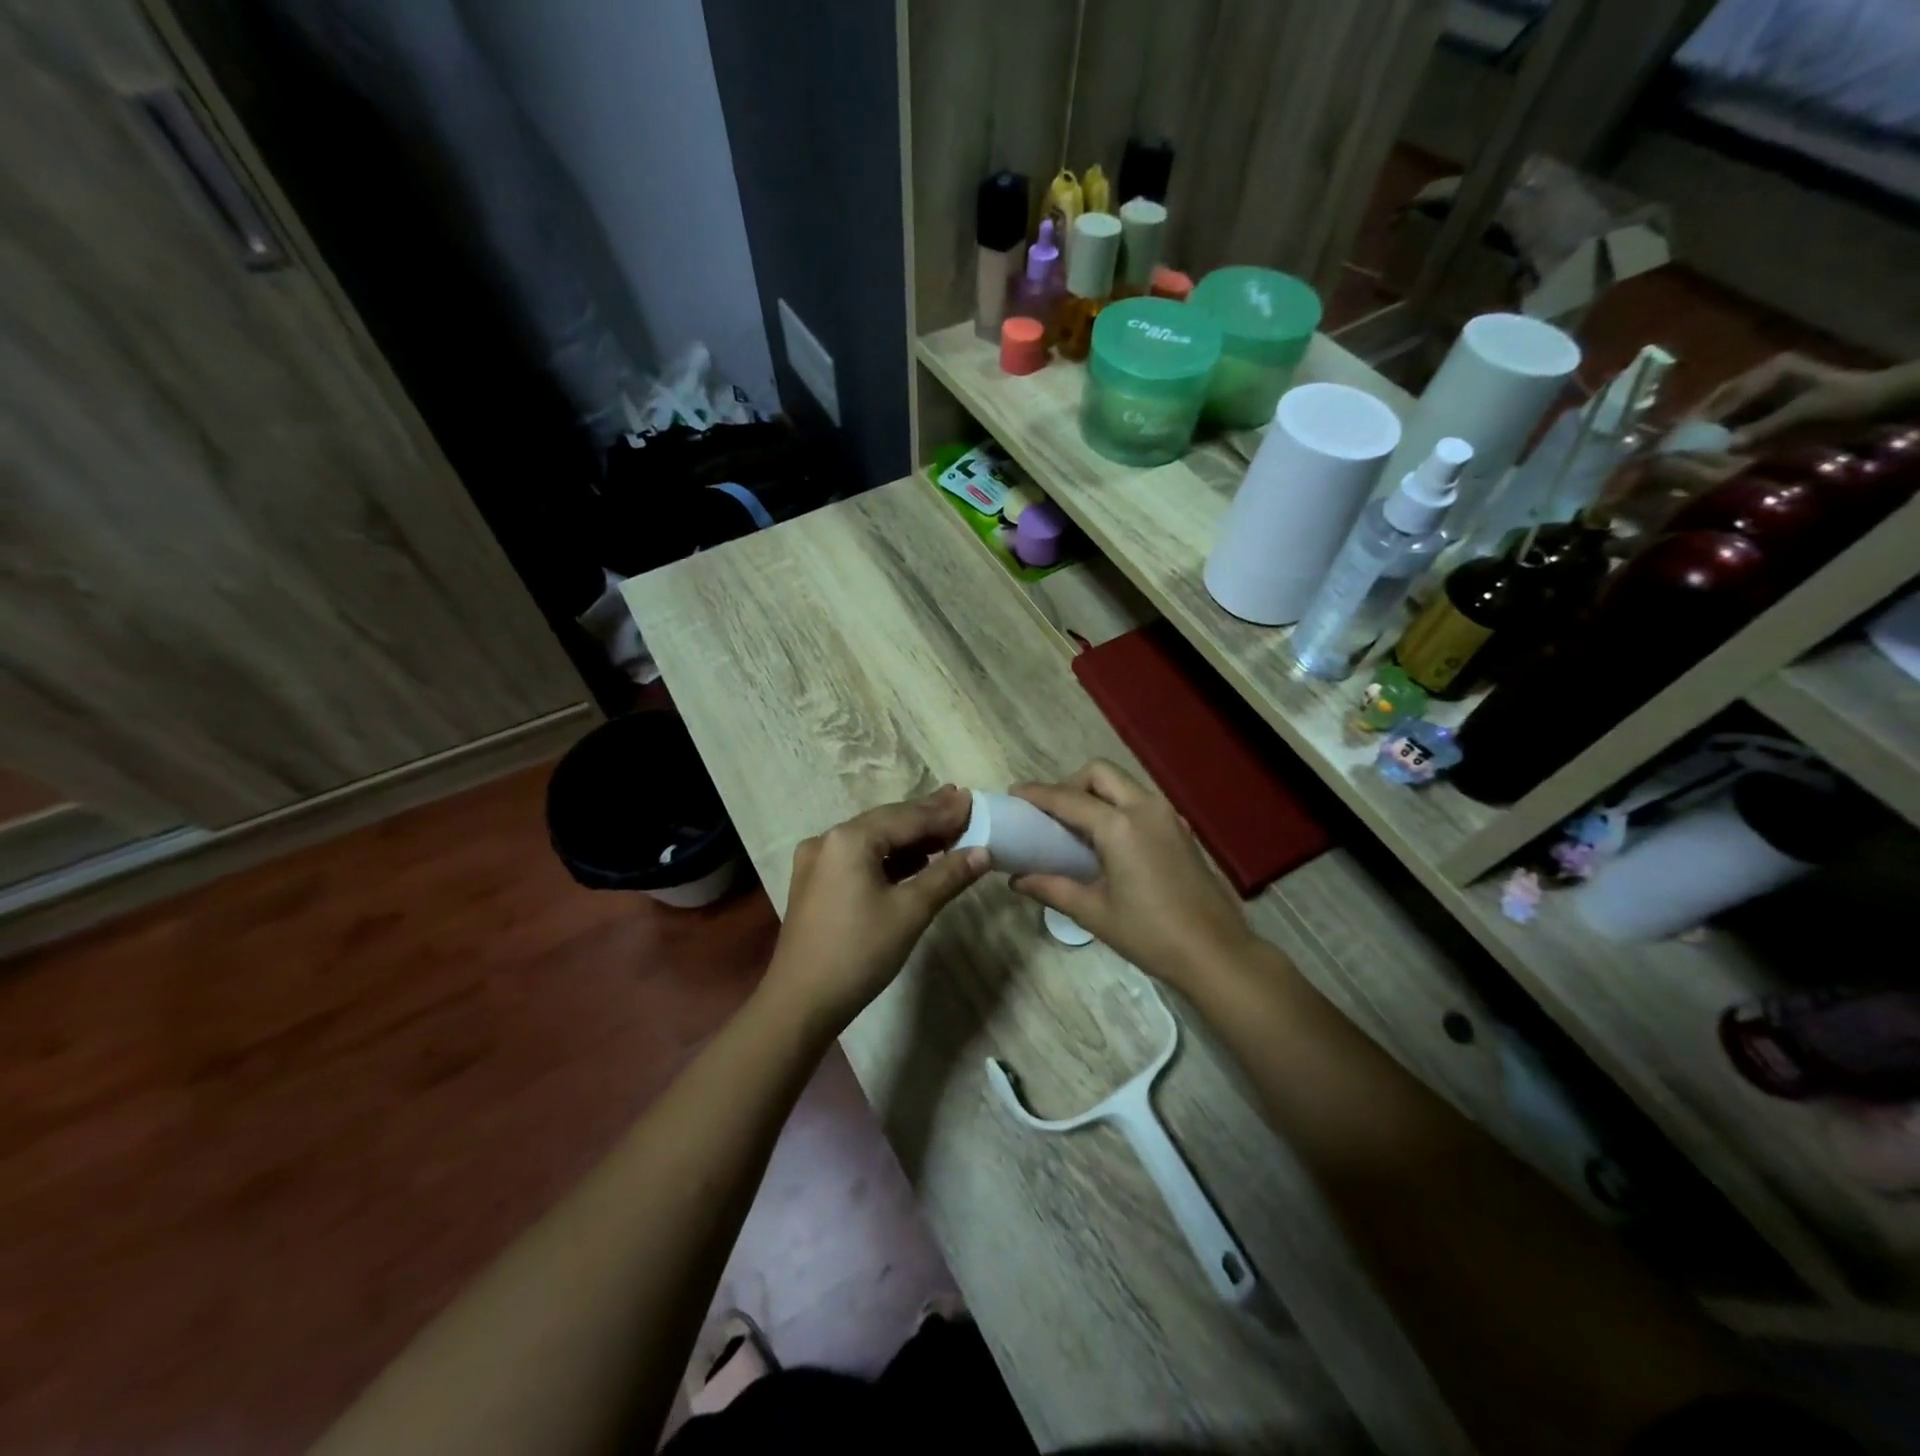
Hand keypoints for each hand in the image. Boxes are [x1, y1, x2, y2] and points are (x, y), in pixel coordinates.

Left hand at [761, 786, 987, 1032]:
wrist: (801, 1003)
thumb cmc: (859, 952)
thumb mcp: (910, 912)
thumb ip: (947, 875)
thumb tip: (983, 852)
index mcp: (849, 839)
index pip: (906, 817)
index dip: (942, 811)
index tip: (972, 800)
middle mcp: (828, 840)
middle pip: (887, 822)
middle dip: (926, 817)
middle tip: (961, 804)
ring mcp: (817, 862)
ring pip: (873, 840)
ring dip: (909, 838)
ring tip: (946, 831)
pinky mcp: (816, 884)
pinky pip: (859, 858)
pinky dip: (889, 857)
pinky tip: (915, 860)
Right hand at [1008, 761, 1256, 992]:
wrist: (1216, 952)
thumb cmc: (1150, 934)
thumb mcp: (1094, 913)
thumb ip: (1053, 889)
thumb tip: (1017, 880)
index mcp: (1120, 826)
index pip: (1068, 799)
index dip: (1038, 794)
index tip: (1014, 794)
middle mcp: (1145, 809)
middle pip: (1100, 773)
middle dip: (1071, 783)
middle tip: (1052, 813)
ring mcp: (1168, 816)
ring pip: (1124, 784)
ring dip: (1096, 793)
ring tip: (1077, 826)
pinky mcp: (1181, 830)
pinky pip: (1141, 802)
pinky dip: (1118, 806)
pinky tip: (1109, 841)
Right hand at [1694, 352, 1889, 450]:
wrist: (1882, 402)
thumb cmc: (1846, 403)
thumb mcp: (1805, 414)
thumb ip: (1764, 429)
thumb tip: (1725, 448)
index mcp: (1771, 371)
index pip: (1726, 396)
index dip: (1701, 417)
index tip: (1679, 437)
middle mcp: (1764, 375)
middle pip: (1720, 400)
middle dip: (1698, 421)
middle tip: (1674, 443)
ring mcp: (1766, 388)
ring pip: (1725, 409)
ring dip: (1708, 427)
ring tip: (1687, 445)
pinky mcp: (1769, 402)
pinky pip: (1737, 416)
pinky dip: (1722, 430)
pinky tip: (1710, 443)